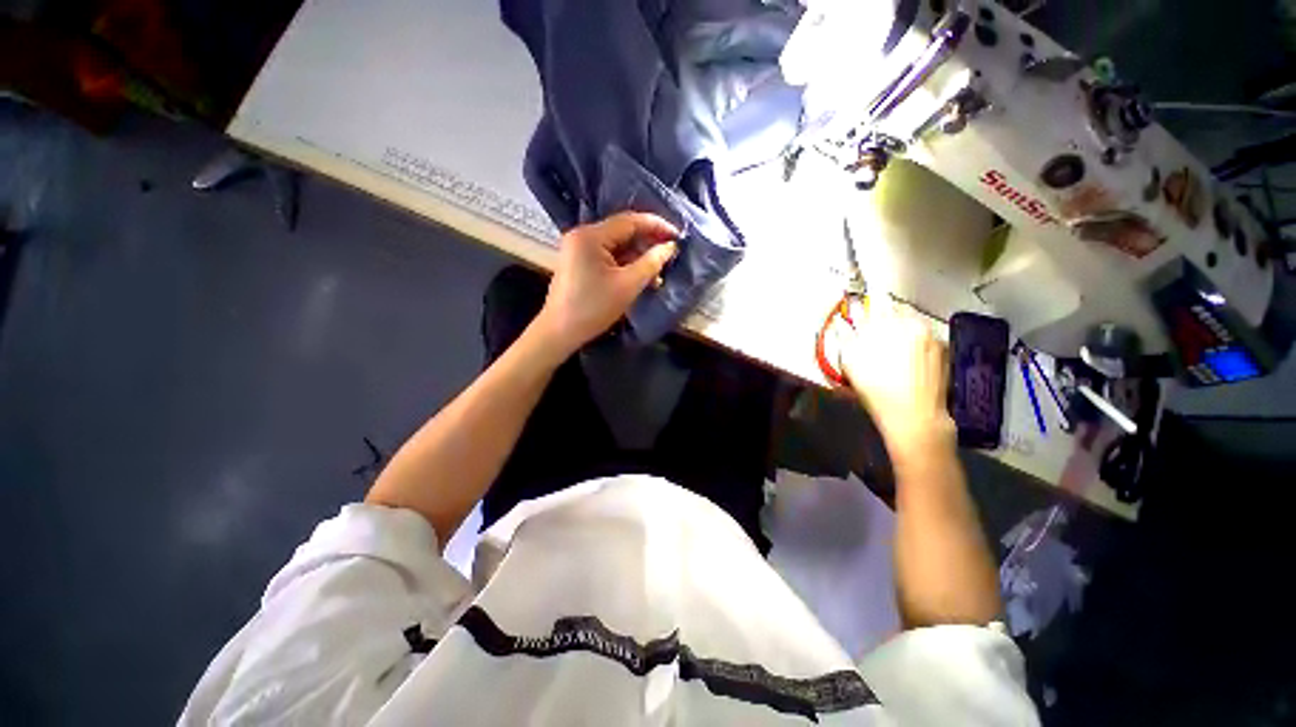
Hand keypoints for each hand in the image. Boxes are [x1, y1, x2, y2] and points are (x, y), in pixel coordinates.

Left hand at [534, 212, 678, 355]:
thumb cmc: (594, 308)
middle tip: (670, 255)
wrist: (560, 332)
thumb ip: (651, 263)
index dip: (657, 226)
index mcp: (591, 236)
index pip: (630, 221)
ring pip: (617, 246)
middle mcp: (582, 235)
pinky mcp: (579, 262)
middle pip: (623, 232)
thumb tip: (670, 247)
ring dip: (638, 257)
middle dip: (648, 244)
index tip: (678, 236)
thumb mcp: (628, 285)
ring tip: (658, 273)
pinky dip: (625, 265)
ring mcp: (579, 249)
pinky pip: (608, 257)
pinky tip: (641, 278)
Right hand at [836, 299, 955, 459]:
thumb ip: (845, 336)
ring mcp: (931, 335)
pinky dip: (915, 339)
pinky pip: (925, 334)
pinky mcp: (943, 349)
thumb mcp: (851, 362)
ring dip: (900, 325)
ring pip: (912, 320)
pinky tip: (908, 357)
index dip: (866, 301)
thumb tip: (840, 320)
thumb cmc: (876, 389)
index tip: (860, 304)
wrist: (914, 415)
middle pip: (896, 307)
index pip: (876, 300)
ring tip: (891, 344)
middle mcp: (912, 323)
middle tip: (874, 329)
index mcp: (887, 323)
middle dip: (884, 313)